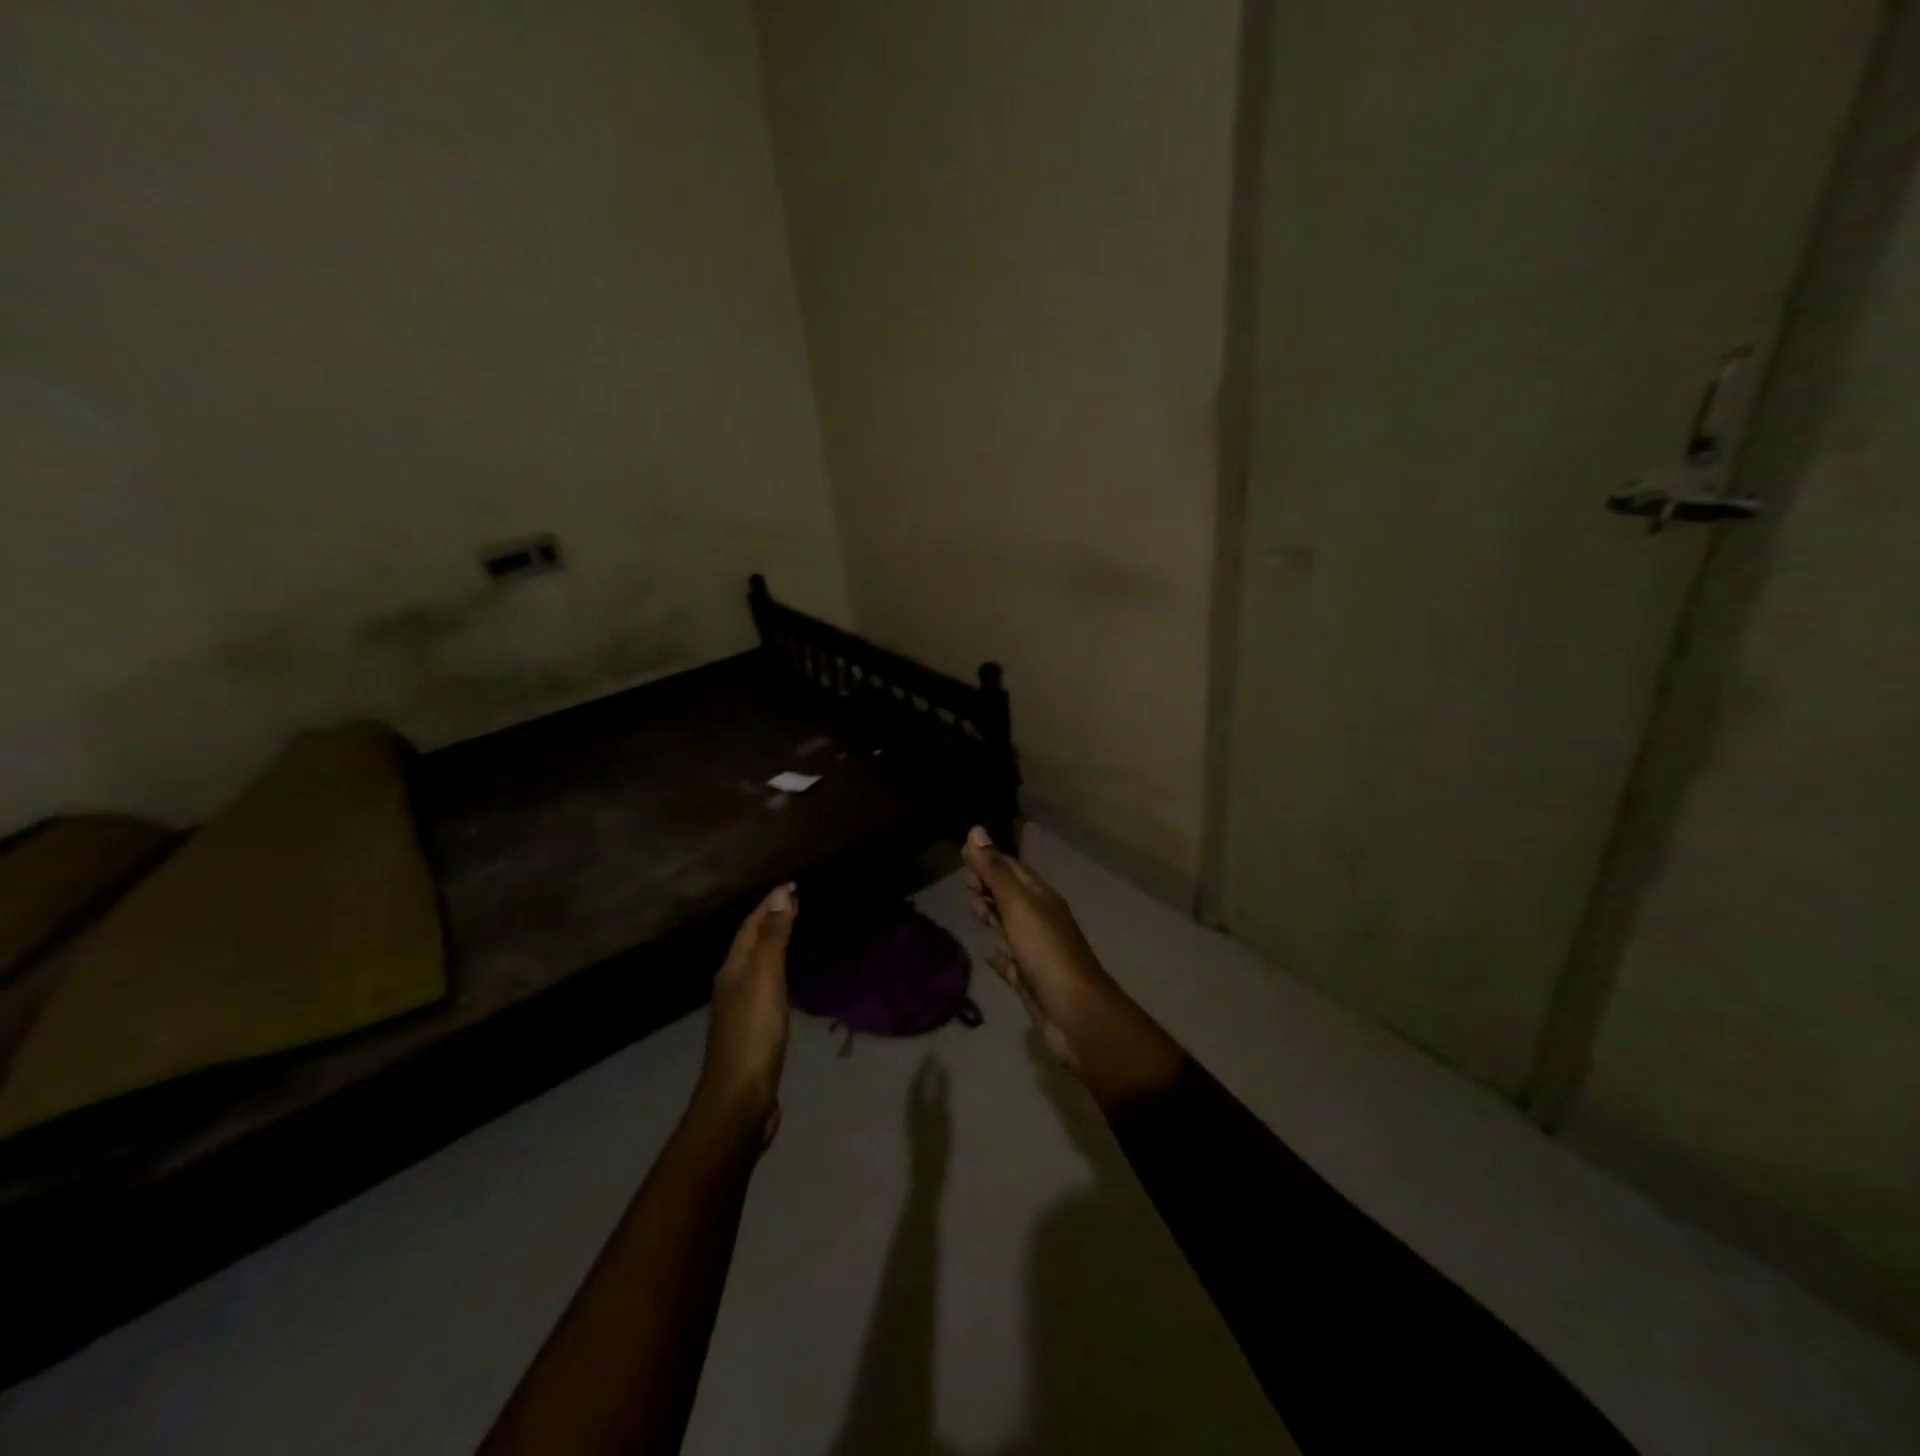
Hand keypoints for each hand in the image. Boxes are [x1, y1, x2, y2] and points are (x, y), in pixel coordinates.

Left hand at [696, 883, 796, 1145]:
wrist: (739, 1098)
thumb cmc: (754, 1033)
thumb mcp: (766, 979)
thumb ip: (774, 938)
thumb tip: (779, 895)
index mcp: (733, 969)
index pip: (751, 926)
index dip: (769, 904)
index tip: (792, 886)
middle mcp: (733, 984)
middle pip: (751, 943)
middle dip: (770, 920)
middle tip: (796, 903)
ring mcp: (741, 1010)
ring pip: (758, 965)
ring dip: (774, 945)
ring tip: (794, 933)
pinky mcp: (754, 1031)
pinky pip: (767, 988)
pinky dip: (779, 972)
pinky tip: (789, 981)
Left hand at [906, 1057, 951, 1183]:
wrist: (926, 1181)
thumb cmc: (935, 1148)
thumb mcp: (941, 1117)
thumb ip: (941, 1092)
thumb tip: (941, 1067)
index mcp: (913, 1107)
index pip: (917, 1080)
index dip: (924, 1066)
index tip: (932, 1052)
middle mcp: (910, 1114)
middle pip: (914, 1089)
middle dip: (922, 1075)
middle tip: (932, 1062)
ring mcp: (912, 1126)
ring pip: (915, 1099)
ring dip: (923, 1086)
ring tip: (932, 1077)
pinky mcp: (917, 1136)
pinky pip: (919, 1109)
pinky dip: (926, 1099)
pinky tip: (933, 1103)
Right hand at [963, 828, 1182, 1110]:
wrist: (1076, 1014)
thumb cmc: (1046, 951)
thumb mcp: (1017, 904)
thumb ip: (994, 871)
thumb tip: (974, 830)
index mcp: (1041, 898)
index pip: (1013, 869)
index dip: (989, 859)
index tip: (962, 854)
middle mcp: (1041, 920)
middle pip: (1011, 895)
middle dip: (988, 885)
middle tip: (964, 884)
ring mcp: (1037, 951)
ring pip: (1010, 925)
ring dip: (991, 913)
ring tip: (971, 908)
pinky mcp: (1031, 980)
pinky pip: (1011, 962)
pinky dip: (998, 955)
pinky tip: (986, 953)